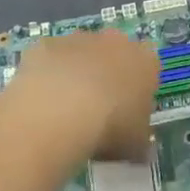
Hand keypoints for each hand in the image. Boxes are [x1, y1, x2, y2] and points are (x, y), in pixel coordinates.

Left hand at [10, 29, 158, 159]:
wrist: (60, 113)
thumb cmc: (110, 127)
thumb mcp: (136, 144)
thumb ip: (140, 141)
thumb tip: (141, 151)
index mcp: (145, 61)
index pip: (148, 68)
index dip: (137, 88)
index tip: (128, 110)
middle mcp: (115, 41)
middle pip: (114, 53)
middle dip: (107, 74)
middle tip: (97, 107)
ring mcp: (78, 39)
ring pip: (81, 52)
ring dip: (76, 72)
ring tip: (65, 107)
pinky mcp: (46, 44)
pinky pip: (50, 58)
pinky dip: (47, 74)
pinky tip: (41, 100)